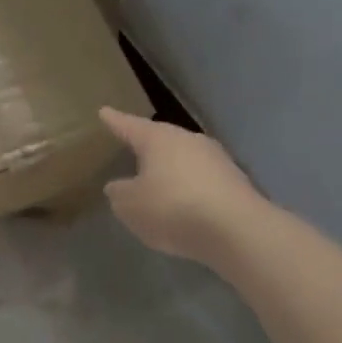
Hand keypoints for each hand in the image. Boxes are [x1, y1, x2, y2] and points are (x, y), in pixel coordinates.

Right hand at [99, 107, 263, 263]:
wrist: (237, 231)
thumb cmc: (172, 207)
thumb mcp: (129, 204)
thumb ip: (119, 192)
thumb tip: (119, 186)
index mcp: (159, 139)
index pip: (130, 126)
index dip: (115, 121)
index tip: (104, 111)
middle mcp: (190, 141)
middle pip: (162, 140)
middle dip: (147, 146)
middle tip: (131, 148)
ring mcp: (217, 161)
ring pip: (184, 161)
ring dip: (170, 171)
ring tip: (156, 183)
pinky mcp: (235, 184)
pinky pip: (201, 182)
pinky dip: (188, 190)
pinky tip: (182, 206)